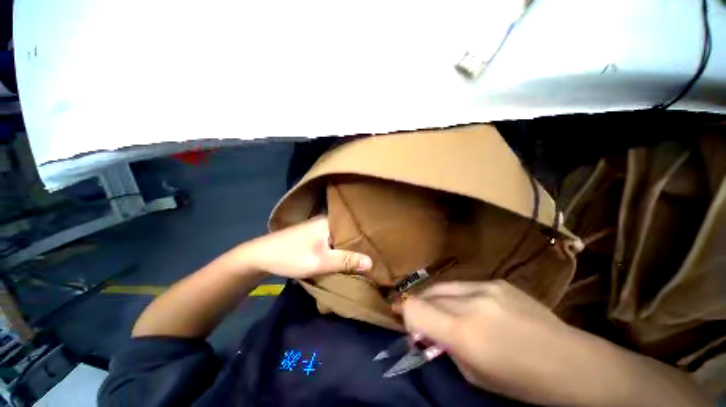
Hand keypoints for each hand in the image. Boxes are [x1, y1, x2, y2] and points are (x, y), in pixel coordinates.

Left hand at [234, 217, 372, 277]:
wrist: (260, 257)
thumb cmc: (291, 256)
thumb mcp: (320, 261)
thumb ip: (346, 261)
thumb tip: (372, 262)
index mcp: (329, 221)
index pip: (355, 225)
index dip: (368, 235)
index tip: (381, 244)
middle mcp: (326, 221)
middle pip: (349, 231)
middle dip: (360, 241)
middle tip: (377, 250)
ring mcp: (319, 227)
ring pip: (341, 236)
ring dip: (350, 245)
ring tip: (367, 252)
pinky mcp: (314, 235)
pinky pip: (333, 240)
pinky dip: (340, 246)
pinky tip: (348, 253)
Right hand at [400, 281, 708, 406]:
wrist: (572, 363)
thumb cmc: (522, 381)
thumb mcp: (473, 374)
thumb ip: (444, 346)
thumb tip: (425, 329)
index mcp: (464, 331)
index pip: (414, 308)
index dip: (405, 315)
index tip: (407, 324)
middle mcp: (471, 301)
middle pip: (426, 293)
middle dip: (419, 306)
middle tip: (423, 320)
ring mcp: (486, 286)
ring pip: (443, 285)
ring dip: (436, 299)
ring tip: (444, 313)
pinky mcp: (497, 281)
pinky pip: (463, 284)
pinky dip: (456, 296)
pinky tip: (470, 308)